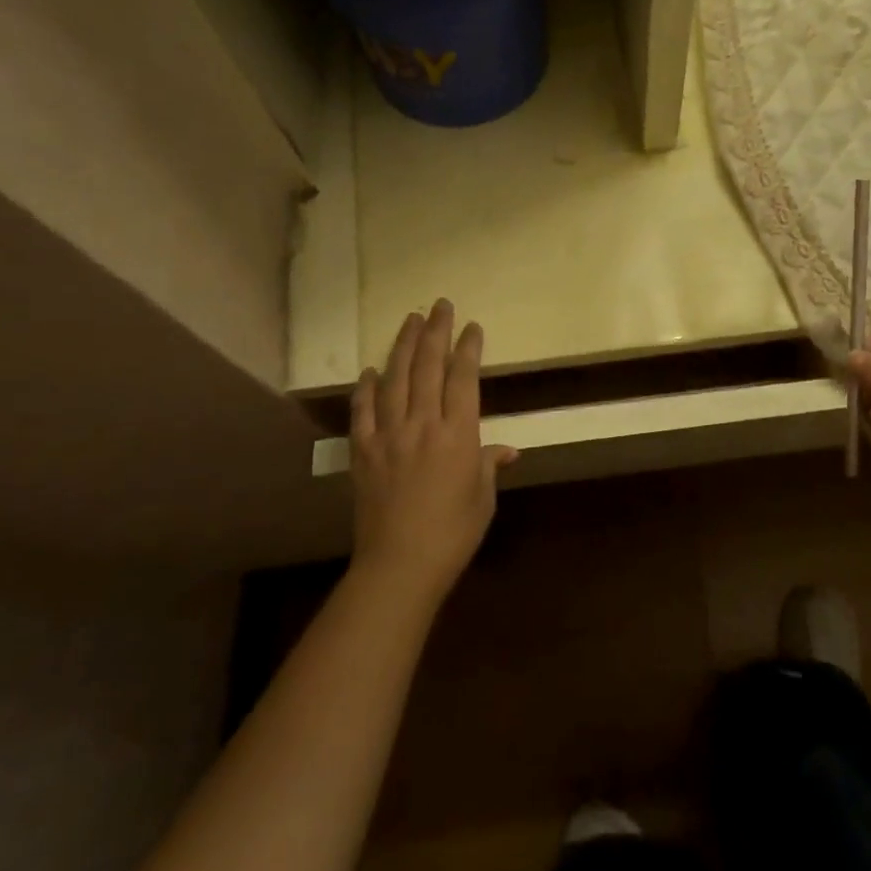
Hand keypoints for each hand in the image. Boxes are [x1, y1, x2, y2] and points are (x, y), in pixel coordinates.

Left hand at [349, 302, 516, 603]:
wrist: (400, 565)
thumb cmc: (453, 533)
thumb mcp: (483, 497)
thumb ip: (490, 465)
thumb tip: (507, 450)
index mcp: (458, 433)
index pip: (463, 378)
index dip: (468, 348)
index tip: (471, 326)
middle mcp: (423, 424)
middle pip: (428, 367)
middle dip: (435, 333)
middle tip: (439, 305)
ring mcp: (389, 435)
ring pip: (395, 380)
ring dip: (403, 347)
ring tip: (410, 320)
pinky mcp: (363, 452)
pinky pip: (363, 412)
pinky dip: (366, 388)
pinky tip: (370, 371)